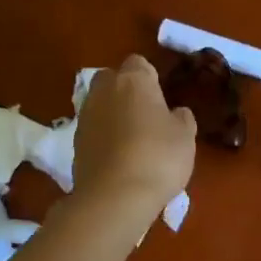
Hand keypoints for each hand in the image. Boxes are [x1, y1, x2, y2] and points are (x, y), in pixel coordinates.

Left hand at [73, 56, 195, 224]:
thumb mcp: (185, 137)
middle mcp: (103, 91)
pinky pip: (94, 131)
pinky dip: (104, 138)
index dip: (150, 79)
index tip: (162, 99)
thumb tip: (175, 113)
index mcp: (133, 81)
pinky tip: (119, 159)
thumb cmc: (158, 158)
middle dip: (125, 91)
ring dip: (113, 115)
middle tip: (146, 116)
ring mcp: (85, 117)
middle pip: (112, 79)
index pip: (139, 63)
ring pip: (100, 105)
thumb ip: (181, 119)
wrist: (115, 197)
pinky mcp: (75, 143)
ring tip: (133, 141)